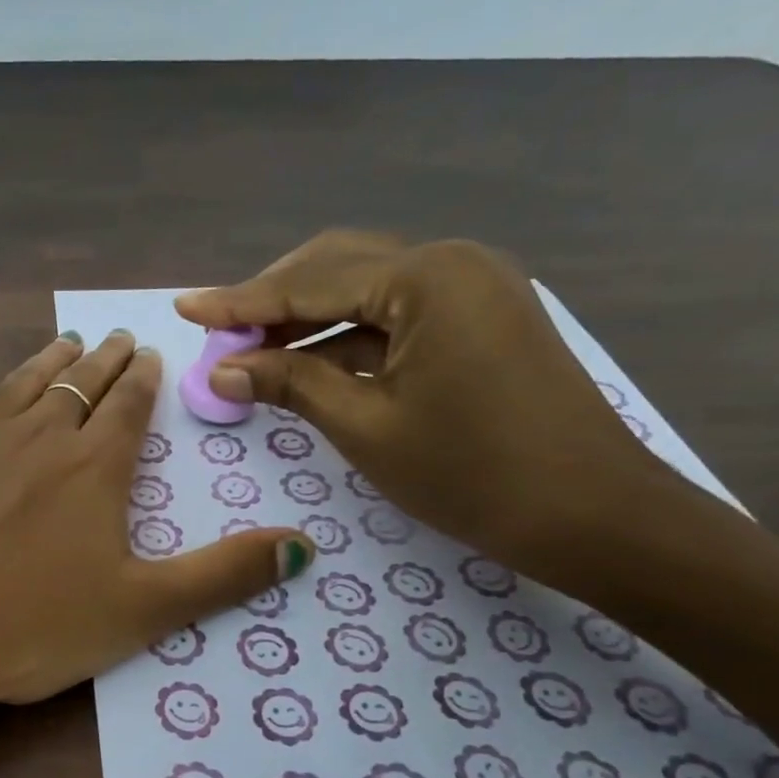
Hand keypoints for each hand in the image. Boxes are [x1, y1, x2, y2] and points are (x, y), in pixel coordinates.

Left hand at [0, 278, 315, 711]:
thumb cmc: (29, 627)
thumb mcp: (142, 612)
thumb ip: (224, 576)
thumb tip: (306, 545)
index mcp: (97, 469)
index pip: (131, 410)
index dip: (146, 383)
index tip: (152, 359)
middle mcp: (43, 435)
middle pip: (84, 387)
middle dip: (107, 363)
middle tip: (120, 340)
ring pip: (28, 379)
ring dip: (54, 358)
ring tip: (71, 341)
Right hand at [175, 231, 666, 578]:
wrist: (594, 515)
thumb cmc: (472, 473)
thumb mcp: (365, 427)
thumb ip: (289, 384)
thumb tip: (221, 367)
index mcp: (425, 279)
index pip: (309, 284)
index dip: (239, 302)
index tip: (185, 308)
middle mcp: (451, 263)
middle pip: (337, 268)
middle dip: (272, 300)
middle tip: (219, 335)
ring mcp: (472, 288)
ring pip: (365, 290)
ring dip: (306, 319)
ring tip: (250, 351)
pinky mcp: (480, 317)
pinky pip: (395, 314)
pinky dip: (346, 337)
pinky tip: (306, 362)